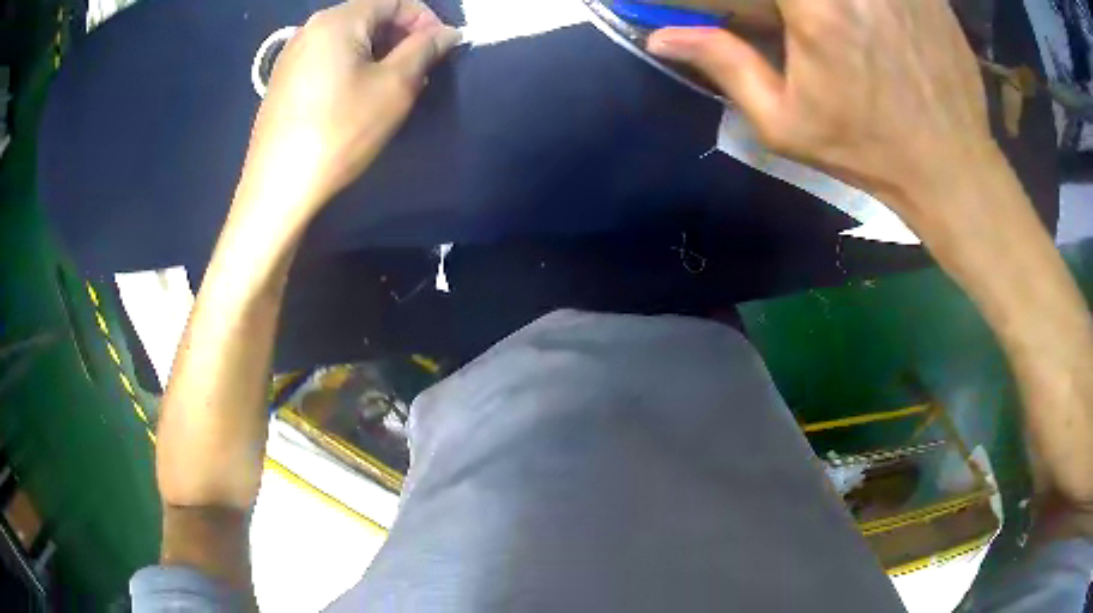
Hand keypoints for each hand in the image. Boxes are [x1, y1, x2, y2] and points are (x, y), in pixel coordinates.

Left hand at [237, 0, 459, 218]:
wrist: (278, 187)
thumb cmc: (340, 131)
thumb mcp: (395, 87)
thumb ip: (426, 50)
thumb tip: (448, 33)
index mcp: (338, 19)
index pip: (396, 2)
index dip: (427, 22)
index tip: (443, 52)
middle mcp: (311, 27)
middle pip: (370, 18)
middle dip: (402, 39)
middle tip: (420, 74)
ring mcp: (292, 54)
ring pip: (349, 40)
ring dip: (379, 55)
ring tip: (392, 88)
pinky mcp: (283, 81)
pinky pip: (328, 59)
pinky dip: (352, 68)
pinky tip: (358, 98)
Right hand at [647, 0, 998, 229]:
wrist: (953, 169)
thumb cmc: (869, 152)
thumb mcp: (786, 123)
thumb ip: (725, 64)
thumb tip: (662, 36)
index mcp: (816, 8)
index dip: (761, 1)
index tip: (772, 19)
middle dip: (798, 7)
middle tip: (804, 29)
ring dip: (833, 8)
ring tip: (845, 33)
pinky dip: (873, 4)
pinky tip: (875, 25)